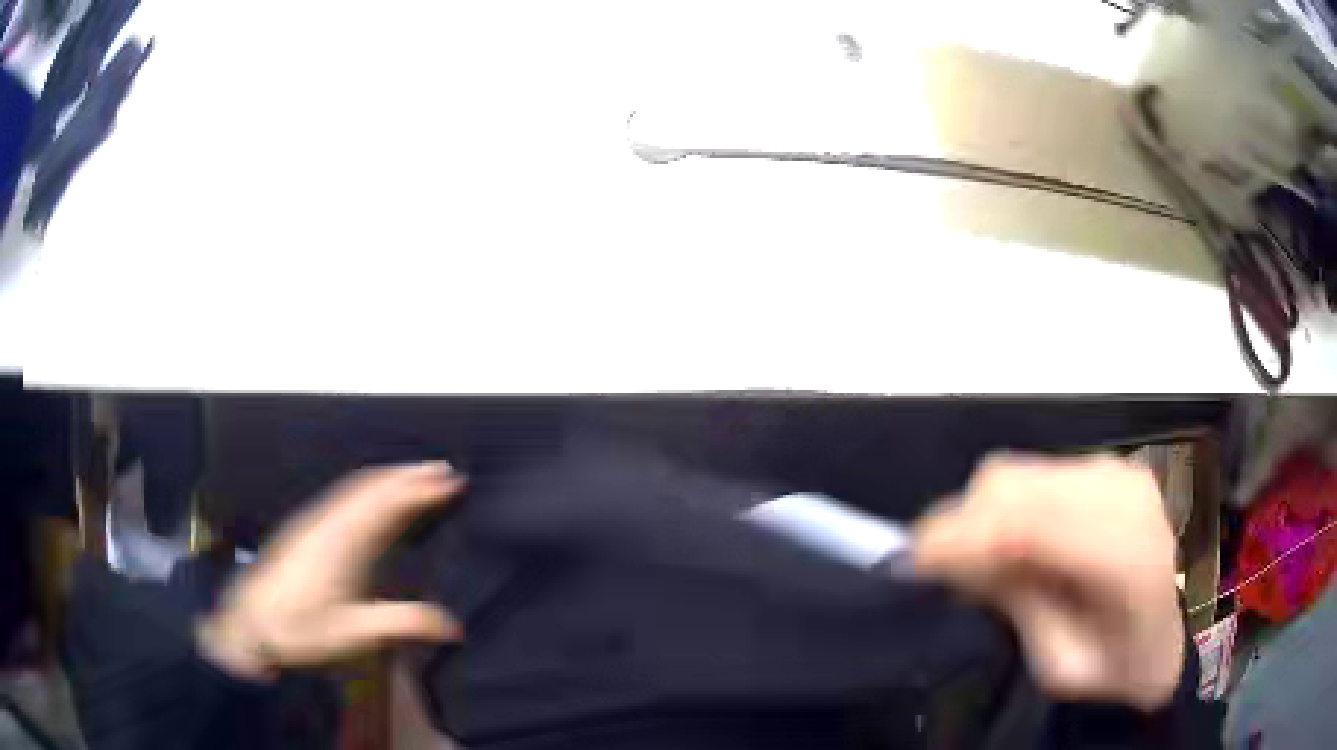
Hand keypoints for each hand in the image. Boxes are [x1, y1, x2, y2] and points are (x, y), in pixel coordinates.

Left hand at [197, 463, 465, 679]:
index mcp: (346, 543)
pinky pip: (343, 493)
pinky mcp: (305, 527)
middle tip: (443, 469)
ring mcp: (315, 520)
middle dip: (409, 474)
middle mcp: (330, 521)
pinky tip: (372, 495)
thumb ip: (404, 624)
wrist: (250, 622)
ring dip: (389, 476)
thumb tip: (455, 626)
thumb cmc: (302, 629)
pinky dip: (368, 485)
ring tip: (416, 475)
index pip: (389, 504)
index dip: (421, 489)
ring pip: (357, 486)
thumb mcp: (355, 634)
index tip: (453, 481)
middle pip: (374, 485)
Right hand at [913, 454, 1183, 710]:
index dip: (957, 536)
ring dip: (986, 515)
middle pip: (1011, 483)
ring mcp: (1120, 470)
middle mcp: (1124, 492)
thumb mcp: (1067, 664)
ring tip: (988, 565)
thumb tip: (959, 560)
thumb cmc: (1130, 665)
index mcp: (1126, 556)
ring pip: (1020, 471)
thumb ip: (1020, 607)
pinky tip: (1025, 545)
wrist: (1191, 626)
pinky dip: (1012, 505)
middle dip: (962, 525)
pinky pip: (1040, 473)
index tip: (907, 563)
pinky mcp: (1113, 466)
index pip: (1026, 525)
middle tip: (946, 574)